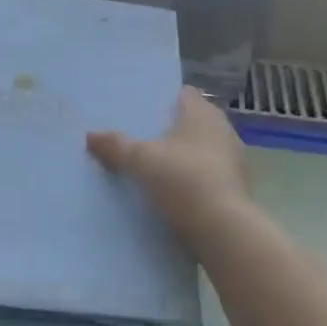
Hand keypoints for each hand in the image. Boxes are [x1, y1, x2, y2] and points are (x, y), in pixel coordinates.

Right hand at [87, 87, 250, 239]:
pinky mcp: (235, 189)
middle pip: (191, 123)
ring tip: (151, 167)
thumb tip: (91, 136)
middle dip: (168, 130)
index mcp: (203, 114)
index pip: (183, 94)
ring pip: (200, 150)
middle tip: (138, 138)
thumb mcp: (140, 161)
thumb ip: (116, 145)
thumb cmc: (183, 180)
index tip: (140, 109)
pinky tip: (171, 193)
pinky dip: (191, 180)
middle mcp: (223, 130)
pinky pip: (207, 176)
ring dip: (181, 157)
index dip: (162, 99)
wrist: (223, 231)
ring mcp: (233, 161)